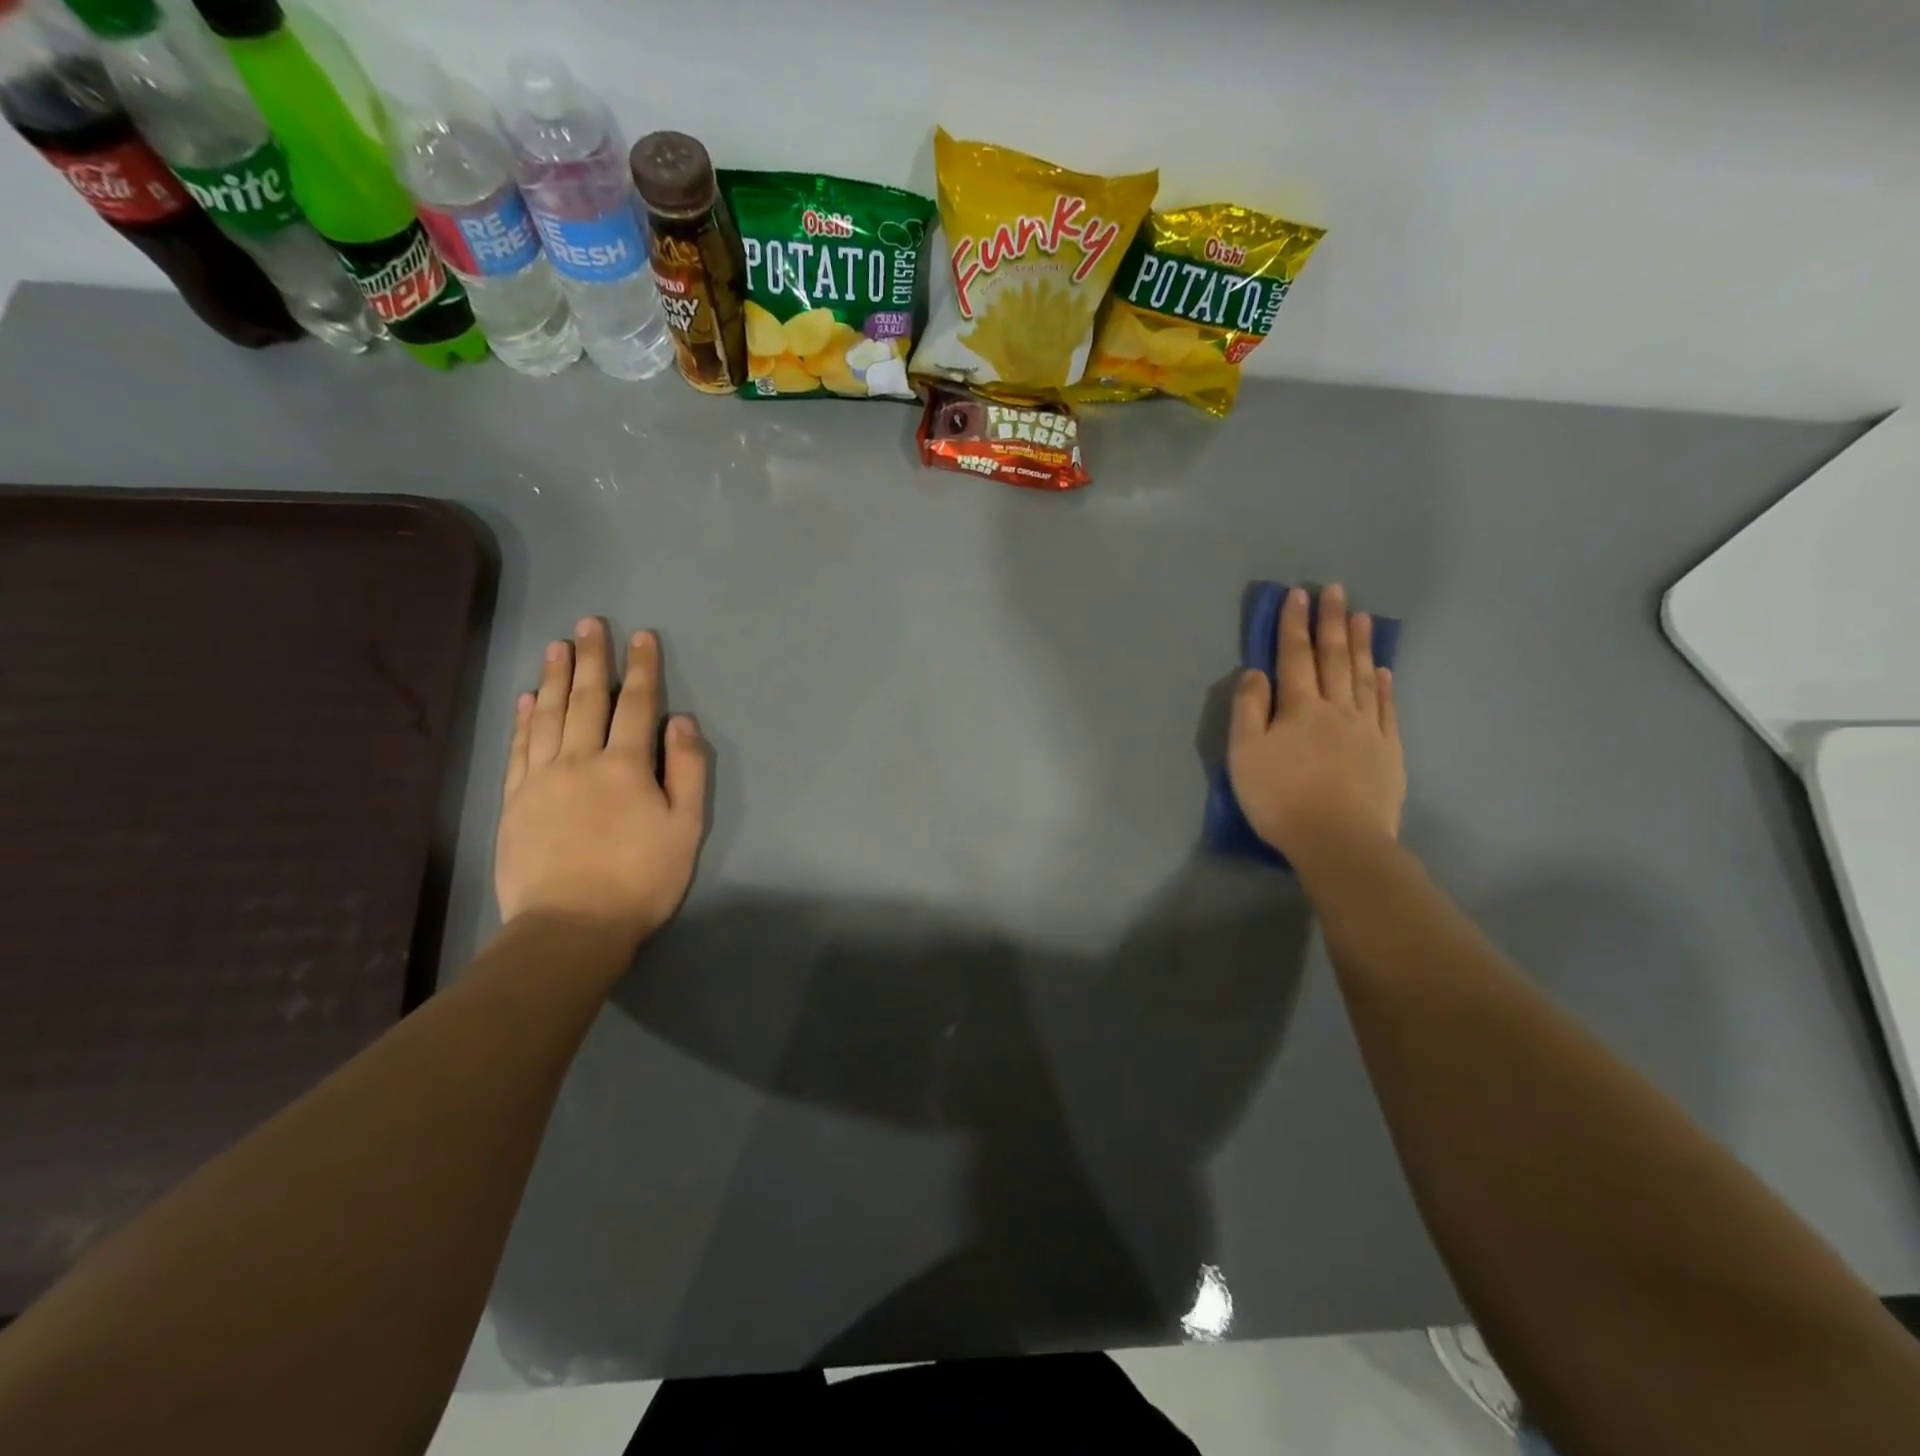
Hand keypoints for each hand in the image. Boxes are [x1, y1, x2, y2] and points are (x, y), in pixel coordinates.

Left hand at [495, 620, 707, 948]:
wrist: (570, 926)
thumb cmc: (640, 878)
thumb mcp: (685, 827)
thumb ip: (686, 770)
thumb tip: (680, 721)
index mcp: (625, 765)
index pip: (636, 705)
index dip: (642, 668)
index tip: (641, 636)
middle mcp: (579, 760)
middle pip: (587, 700)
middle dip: (593, 659)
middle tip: (590, 624)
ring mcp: (540, 779)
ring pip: (549, 716)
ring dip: (556, 678)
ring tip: (558, 647)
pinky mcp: (514, 801)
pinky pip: (519, 747)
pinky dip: (524, 719)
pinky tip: (528, 699)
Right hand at [1228, 584, 1404, 866]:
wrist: (1339, 841)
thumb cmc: (1280, 798)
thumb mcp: (1245, 755)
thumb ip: (1248, 710)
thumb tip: (1256, 672)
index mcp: (1298, 708)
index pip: (1294, 656)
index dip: (1293, 625)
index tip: (1297, 595)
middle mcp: (1335, 709)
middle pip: (1333, 658)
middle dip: (1331, 622)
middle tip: (1335, 591)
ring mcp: (1367, 729)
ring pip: (1362, 677)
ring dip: (1360, 645)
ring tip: (1362, 617)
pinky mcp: (1388, 752)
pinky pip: (1386, 709)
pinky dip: (1383, 686)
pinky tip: (1383, 671)